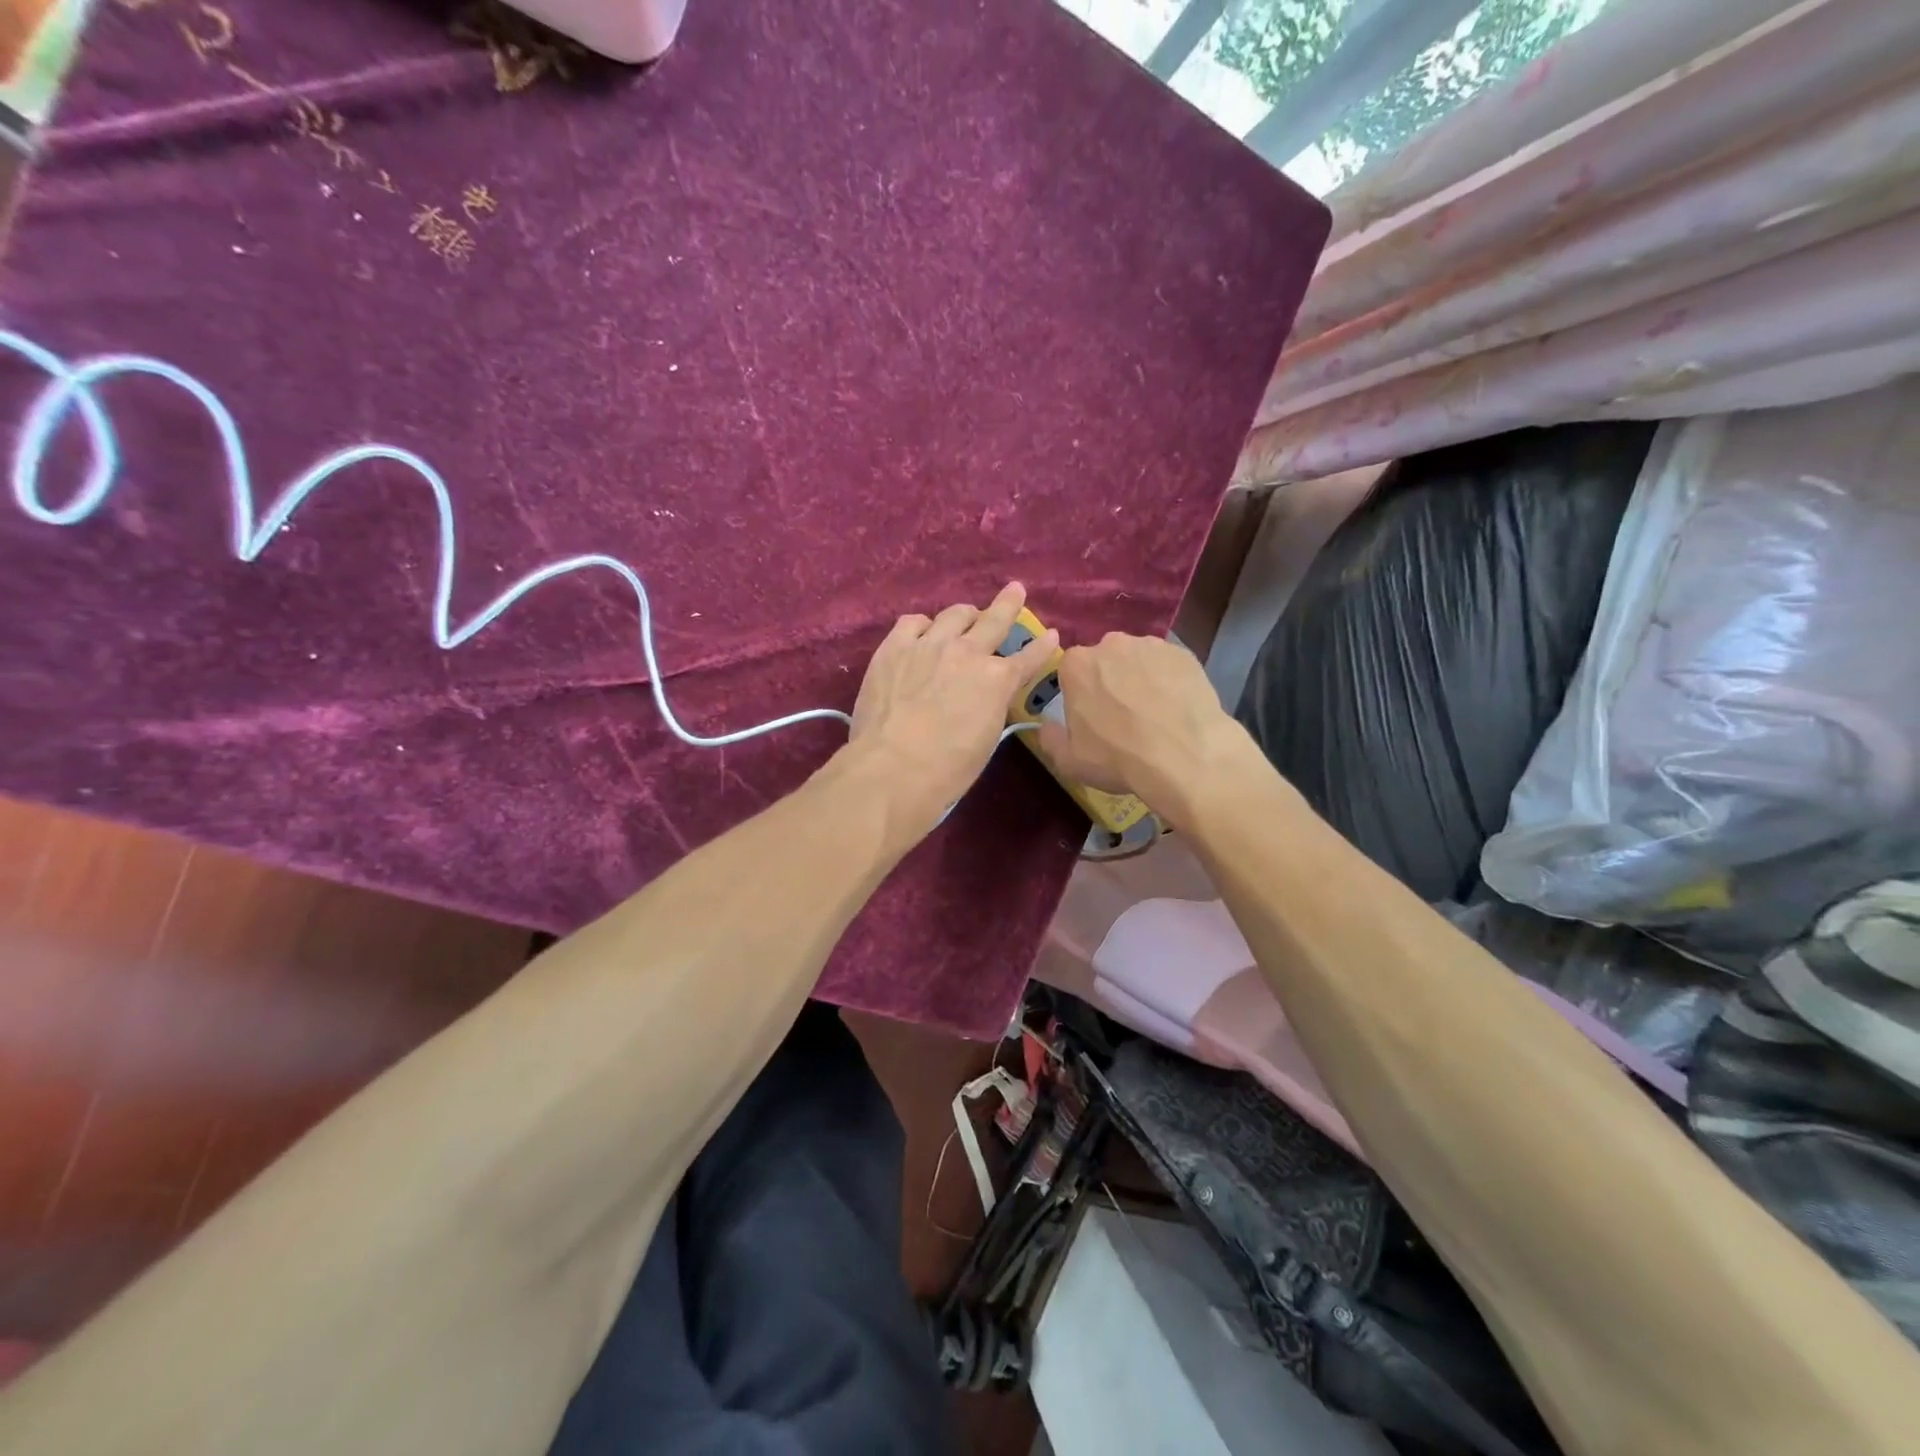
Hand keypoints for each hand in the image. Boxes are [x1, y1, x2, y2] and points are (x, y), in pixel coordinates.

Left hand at [843, 582, 1056, 839]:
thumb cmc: (947, 769)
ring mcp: (929, 645)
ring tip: (966, 615)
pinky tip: (923, 631)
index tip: (1052, 635)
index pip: (1028, 658)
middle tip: (1015, 590)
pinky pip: (913, 622)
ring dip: (965, 615)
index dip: (1042, 647)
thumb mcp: (987, 739)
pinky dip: (924, 625)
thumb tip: (987, 697)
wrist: (892, 768)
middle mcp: (967, 653)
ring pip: (954, 614)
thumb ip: (991, 707)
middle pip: (993, 620)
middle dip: (1008, 604)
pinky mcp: (894, 647)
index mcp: (997, 680)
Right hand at [1037, 632, 1252, 824]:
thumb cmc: (1118, 758)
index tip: (1090, 715)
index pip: (1070, 670)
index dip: (1079, 693)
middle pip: (1105, 660)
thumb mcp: (1069, 761)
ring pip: (1138, 660)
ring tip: (1154, 712)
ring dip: (1140, 678)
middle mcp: (1111, 644)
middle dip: (1109, 680)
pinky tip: (1176, 707)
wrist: (1185, 756)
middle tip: (1122, 715)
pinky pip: (1168, 665)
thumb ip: (1050, 738)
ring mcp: (1150, 645)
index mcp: (1077, 665)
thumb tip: (1047, 725)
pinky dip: (1168, 681)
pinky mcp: (1183, 653)